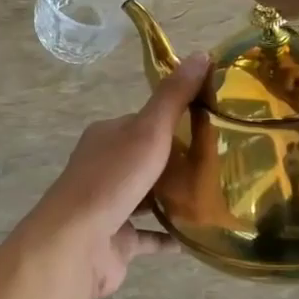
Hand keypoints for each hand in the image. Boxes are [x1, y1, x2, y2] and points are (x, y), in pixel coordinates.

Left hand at [15, 53, 211, 298]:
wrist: (76, 243)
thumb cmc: (112, 180)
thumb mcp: (148, 130)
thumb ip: (174, 97)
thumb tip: (201, 55)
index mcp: (106, 137)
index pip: (144, 122)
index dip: (175, 121)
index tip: (212, 125)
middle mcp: (104, 168)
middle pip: (146, 160)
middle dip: (179, 162)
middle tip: (222, 164)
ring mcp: (108, 207)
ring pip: (147, 197)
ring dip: (175, 197)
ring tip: (217, 196)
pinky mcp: (116, 241)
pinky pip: (149, 236)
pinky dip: (170, 235)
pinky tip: (198, 234)